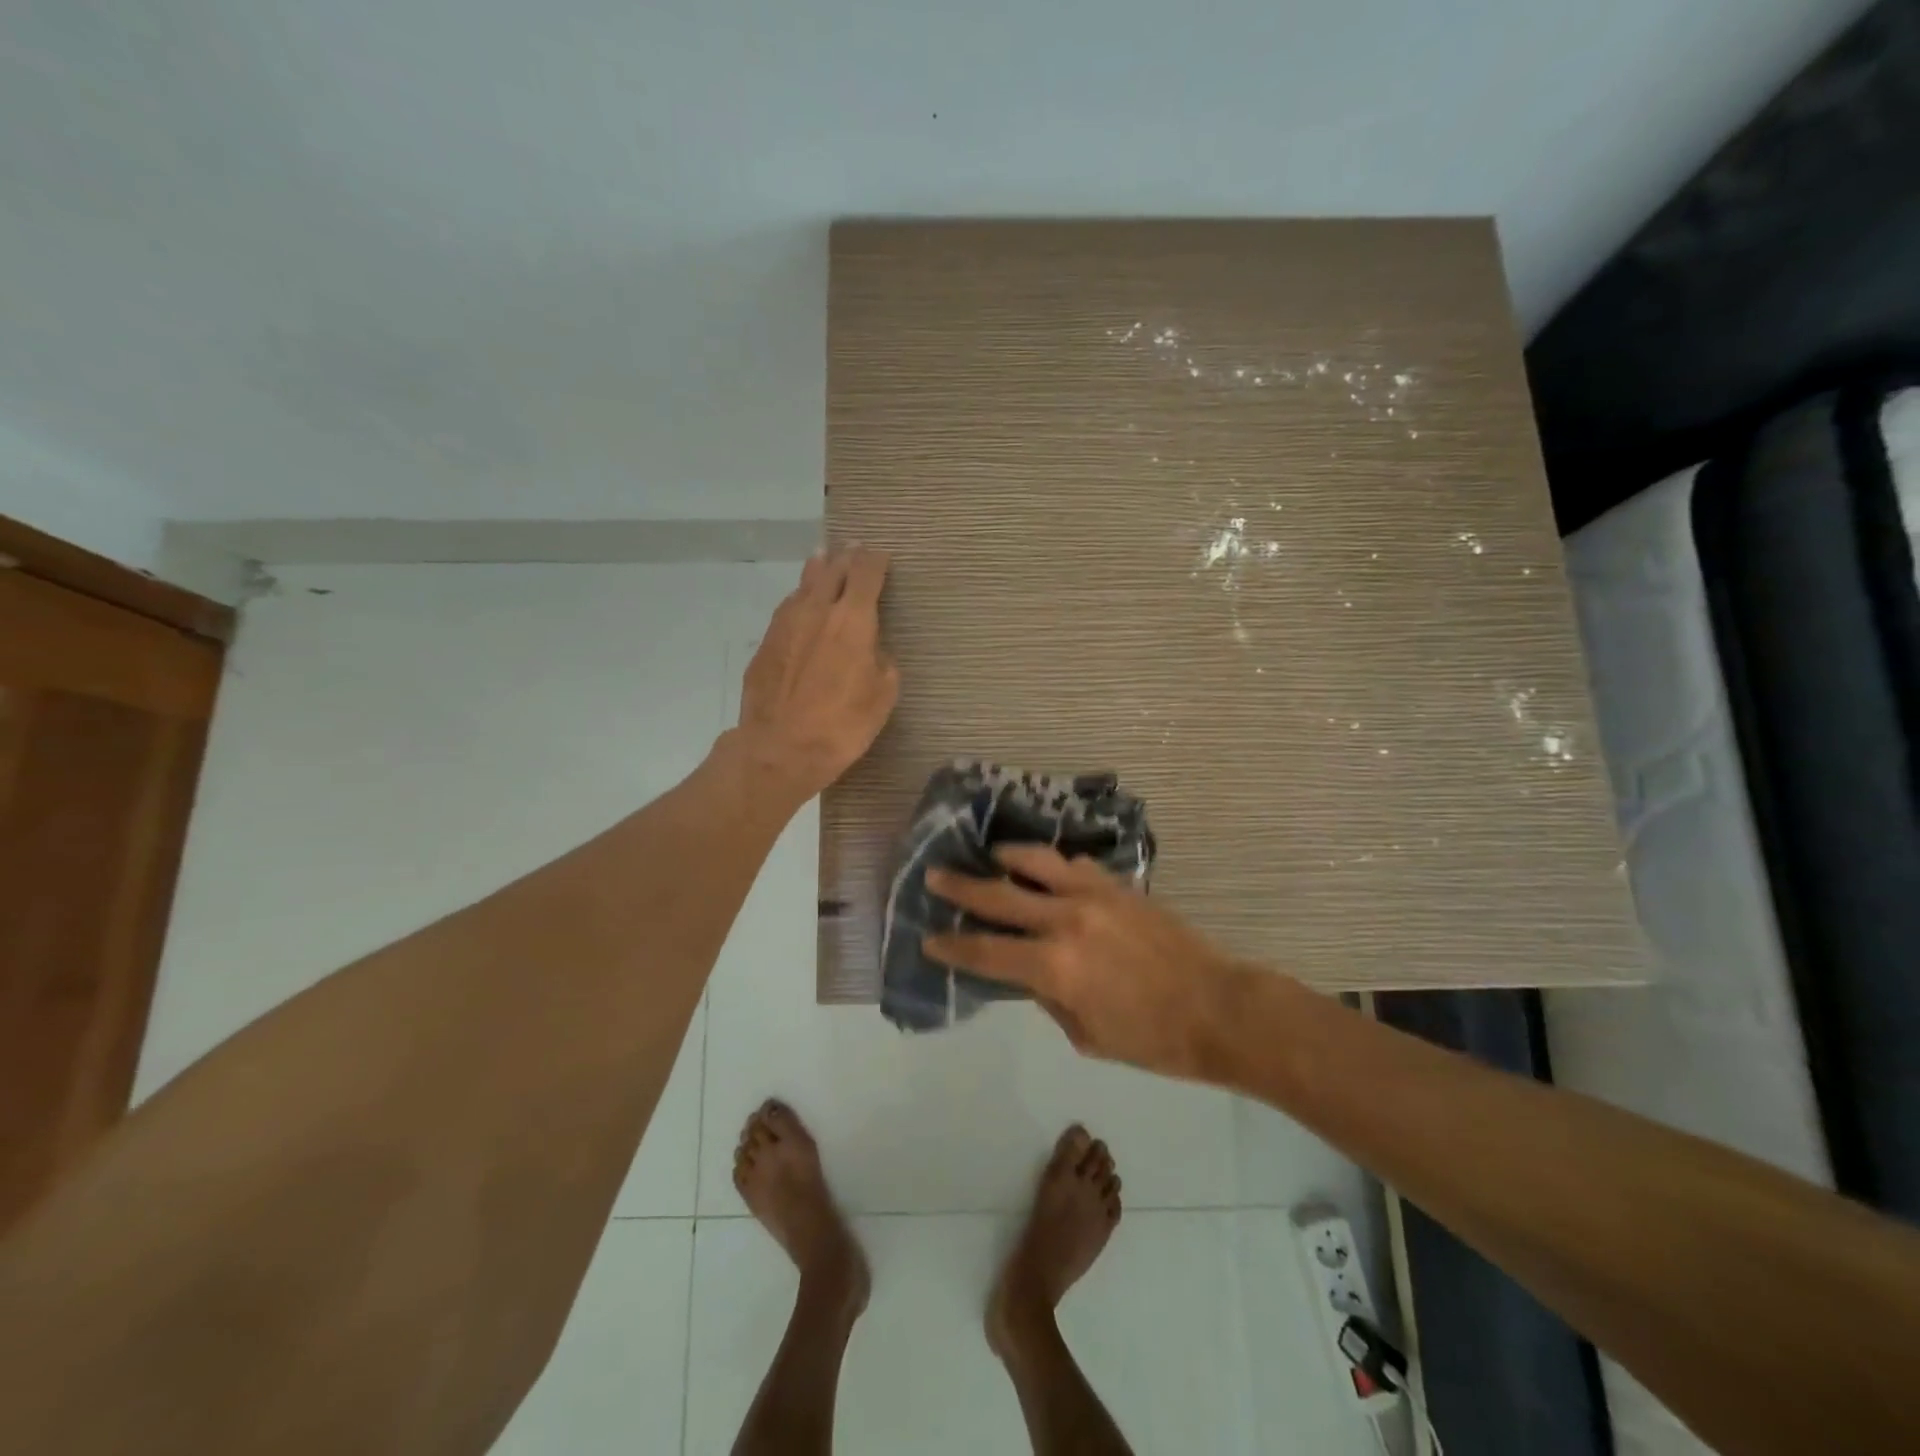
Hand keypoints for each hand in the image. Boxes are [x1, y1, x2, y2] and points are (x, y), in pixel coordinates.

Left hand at [729, 545, 900, 804]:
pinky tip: (801, 604)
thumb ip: (882, 664)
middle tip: (854, 549)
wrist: (780, 749)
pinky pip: (787, 609)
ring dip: (818, 570)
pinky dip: (799, 599)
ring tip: (824, 560)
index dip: (875, 560)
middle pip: (833, 569)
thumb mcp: (882, 697)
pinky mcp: (765, 643)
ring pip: (804, 584)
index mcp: (853, 620)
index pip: (866, 573)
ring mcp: (786, 624)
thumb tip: (874, 652)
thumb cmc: (842, 725)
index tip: (881, 555)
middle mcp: (818, 610)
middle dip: (846, 557)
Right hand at [923, 845, 1241, 1078]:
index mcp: (1054, 967)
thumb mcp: (1087, 1035)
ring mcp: (1095, 895)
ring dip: (1006, 856)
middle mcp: (1066, 920)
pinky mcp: (1119, 885)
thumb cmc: (1152, 1040)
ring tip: (989, 854)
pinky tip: (1047, 867)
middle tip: (935, 874)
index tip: (929, 938)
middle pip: (999, 895)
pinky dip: (1054, 863)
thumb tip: (1027, 972)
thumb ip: (1048, 998)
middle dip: (961, 887)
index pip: (986, 951)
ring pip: (1037, 861)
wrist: (1218, 1008)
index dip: (953, 946)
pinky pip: (1076, 864)